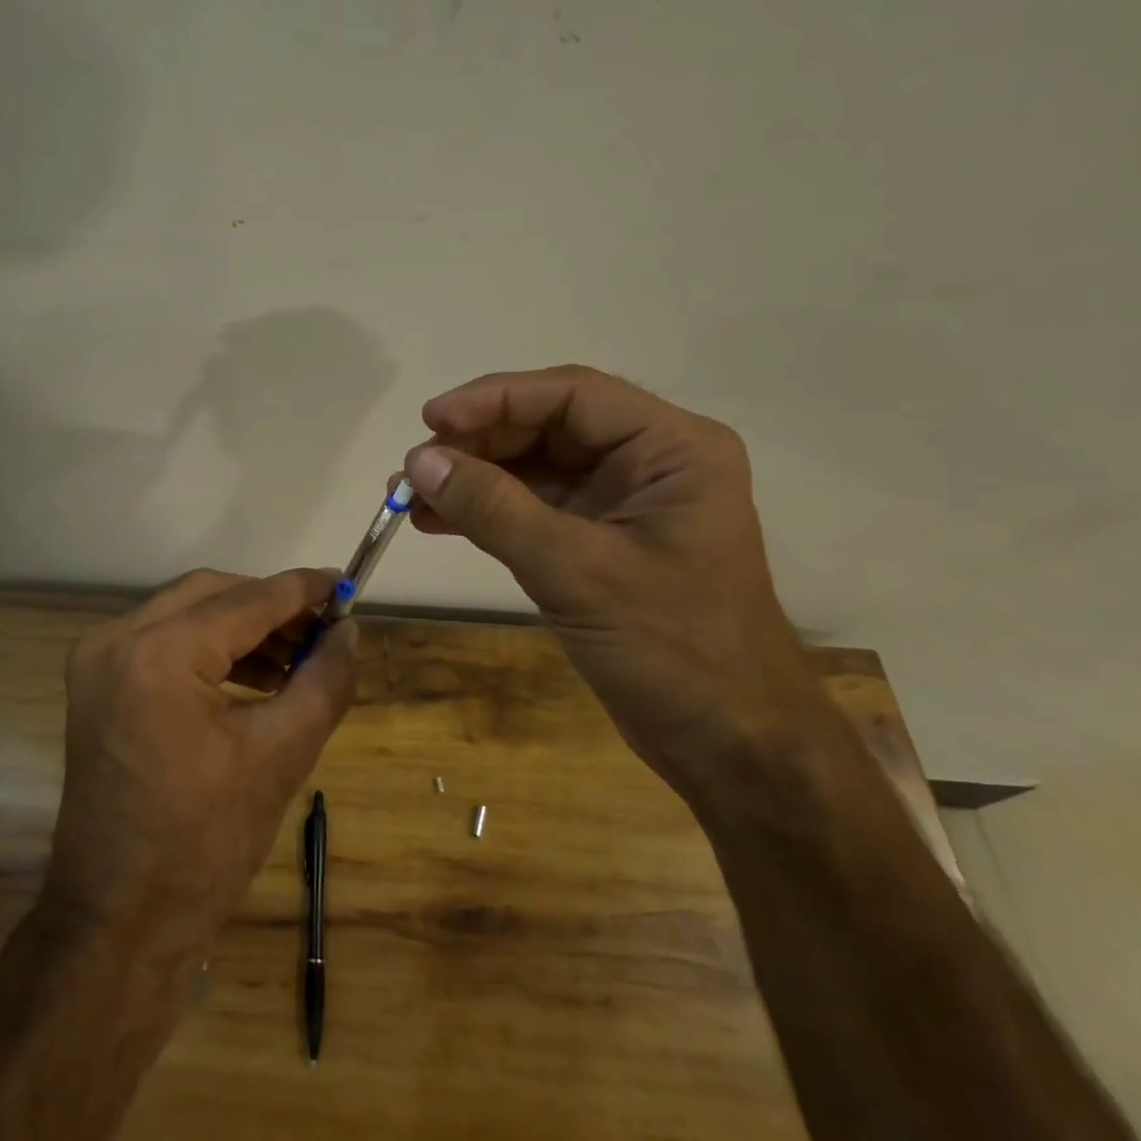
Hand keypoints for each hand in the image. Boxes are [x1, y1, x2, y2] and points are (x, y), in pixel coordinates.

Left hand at [43, 568, 357, 954]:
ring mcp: (97, 661)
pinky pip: (164, 641)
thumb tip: (348, 629)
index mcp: (158, 655)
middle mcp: (116, 641)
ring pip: (187, 613)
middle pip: (211, 594)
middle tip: (323, 628)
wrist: (117, 923)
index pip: (246, 601)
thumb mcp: (281, 756)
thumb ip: (324, 680)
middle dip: (272, 606)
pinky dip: (211, 649)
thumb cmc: (204, 846)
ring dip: (243, 627)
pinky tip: (256, 675)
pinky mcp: (96, 684)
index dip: (302, 589)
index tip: (345, 584)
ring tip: (298, 657)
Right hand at [401, 366, 831, 796]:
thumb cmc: (673, 650)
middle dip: (477, 443)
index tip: (431, 421)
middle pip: (547, 426)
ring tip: (409, 494)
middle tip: (413, 467)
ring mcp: (622, 503)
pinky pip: (532, 508)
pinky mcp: (599, 542)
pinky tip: (436, 521)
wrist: (731, 746)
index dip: (495, 399)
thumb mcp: (576, 572)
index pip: (571, 394)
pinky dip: (485, 512)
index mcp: (671, 448)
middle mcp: (648, 462)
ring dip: (472, 477)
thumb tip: (419, 462)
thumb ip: (495, 510)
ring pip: (533, 467)